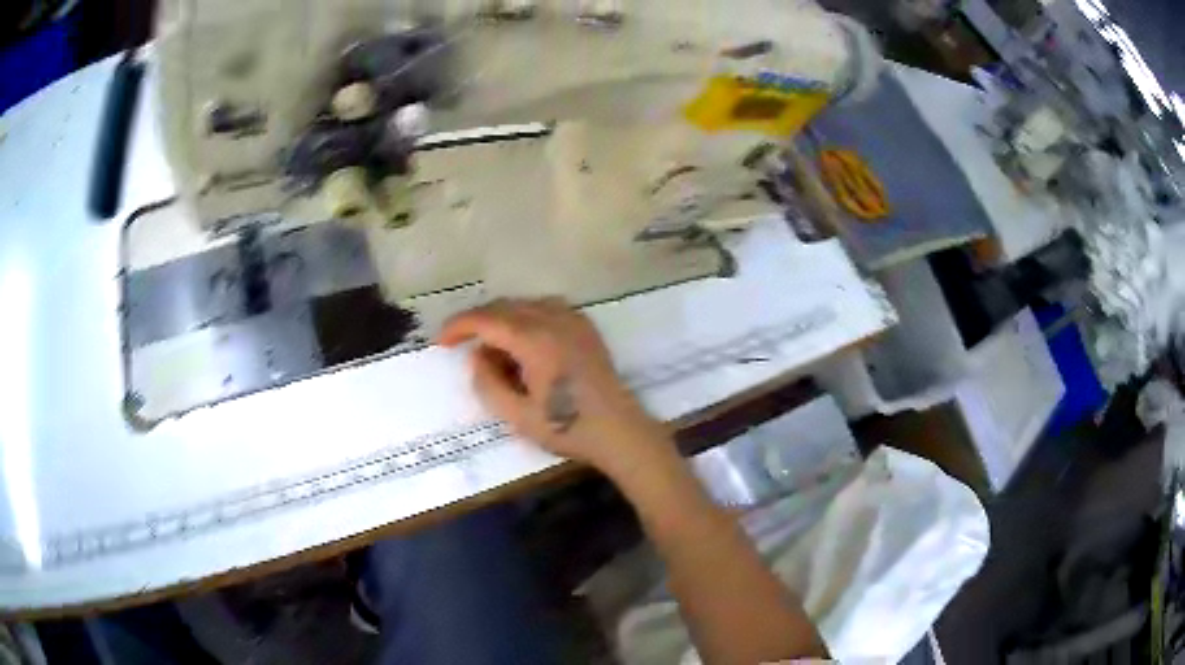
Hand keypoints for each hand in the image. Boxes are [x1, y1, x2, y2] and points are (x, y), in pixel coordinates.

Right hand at [437, 298, 667, 472]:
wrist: (619, 430)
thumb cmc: (567, 427)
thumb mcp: (517, 415)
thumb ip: (488, 383)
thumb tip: (478, 356)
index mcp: (535, 340)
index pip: (486, 319)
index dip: (458, 326)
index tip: (441, 342)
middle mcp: (554, 319)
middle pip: (504, 306)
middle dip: (478, 322)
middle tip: (463, 347)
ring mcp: (573, 319)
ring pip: (524, 304)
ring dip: (502, 319)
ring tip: (493, 349)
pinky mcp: (585, 326)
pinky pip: (546, 308)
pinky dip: (526, 318)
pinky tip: (524, 342)